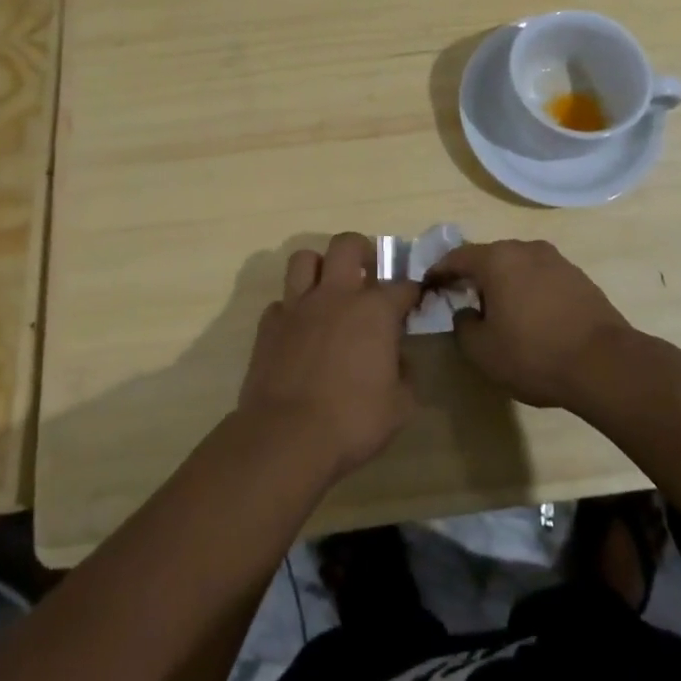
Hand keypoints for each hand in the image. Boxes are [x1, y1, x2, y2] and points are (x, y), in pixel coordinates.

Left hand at [238, 232, 421, 479]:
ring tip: (328, 289)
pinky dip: (292, 309)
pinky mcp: (268, 324)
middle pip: (347, 244)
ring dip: (319, 267)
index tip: (413, 302)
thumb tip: (399, 359)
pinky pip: (281, 301)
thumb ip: (406, 375)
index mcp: (374, 310)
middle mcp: (336, 295)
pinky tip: (299, 329)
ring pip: (304, 259)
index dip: (411, 291)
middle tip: (367, 274)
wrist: (286, 436)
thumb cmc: (352, 421)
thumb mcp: (400, 407)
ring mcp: (297, 306)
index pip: (402, 285)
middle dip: (361, 251)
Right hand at [427, 239, 637, 410]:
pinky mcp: (578, 277)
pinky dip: (529, 290)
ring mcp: (556, 260)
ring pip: (517, 266)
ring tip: (499, 309)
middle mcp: (525, 249)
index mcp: (497, 260)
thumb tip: (466, 312)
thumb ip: (463, 326)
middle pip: (489, 257)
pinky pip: (541, 277)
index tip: (428, 284)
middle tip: (462, 297)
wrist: (605, 364)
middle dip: (473, 275)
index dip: (439, 271)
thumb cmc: (534, 354)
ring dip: (504, 282)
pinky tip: (531, 316)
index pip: (457, 257)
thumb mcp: (482, 351)